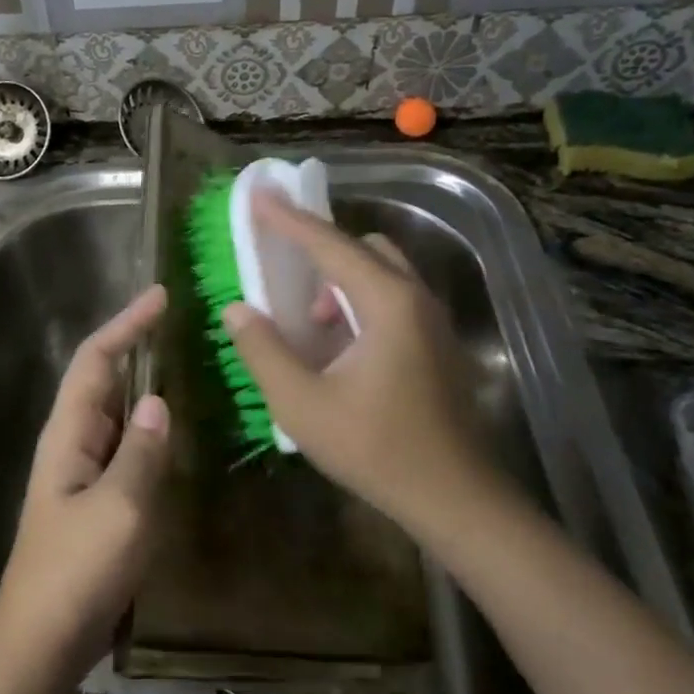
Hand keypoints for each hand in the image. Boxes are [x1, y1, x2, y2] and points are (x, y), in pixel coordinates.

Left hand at [0, 284, 172, 681]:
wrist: (41, 643)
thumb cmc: (76, 571)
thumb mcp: (120, 508)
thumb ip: (142, 451)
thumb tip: (159, 401)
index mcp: (69, 433)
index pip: (96, 359)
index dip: (127, 324)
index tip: (161, 298)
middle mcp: (72, 442)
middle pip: (103, 378)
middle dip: (136, 346)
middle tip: (181, 325)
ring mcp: (82, 473)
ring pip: (116, 413)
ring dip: (144, 384)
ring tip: (185, 365)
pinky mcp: (96, 500)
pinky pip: (125, 447)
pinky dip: (149, 428)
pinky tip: (174, 432)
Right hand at [222, 193, 504, 538]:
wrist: (455, 499)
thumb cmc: (376, 450)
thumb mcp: (303, 405)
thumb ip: (264, 351)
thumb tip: (237, 309)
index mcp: (386, 303)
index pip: (329, 245)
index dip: (288, 219)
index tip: (257, 194)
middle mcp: (415, 298)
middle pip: (362, 248)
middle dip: (318, 250)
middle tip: (281, 268)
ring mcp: (432, 320)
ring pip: (381, 272)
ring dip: (340, 280)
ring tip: (310, 321)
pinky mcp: (437, 342)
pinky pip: (393, 296)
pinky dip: (359, 300)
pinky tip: (339, 346)